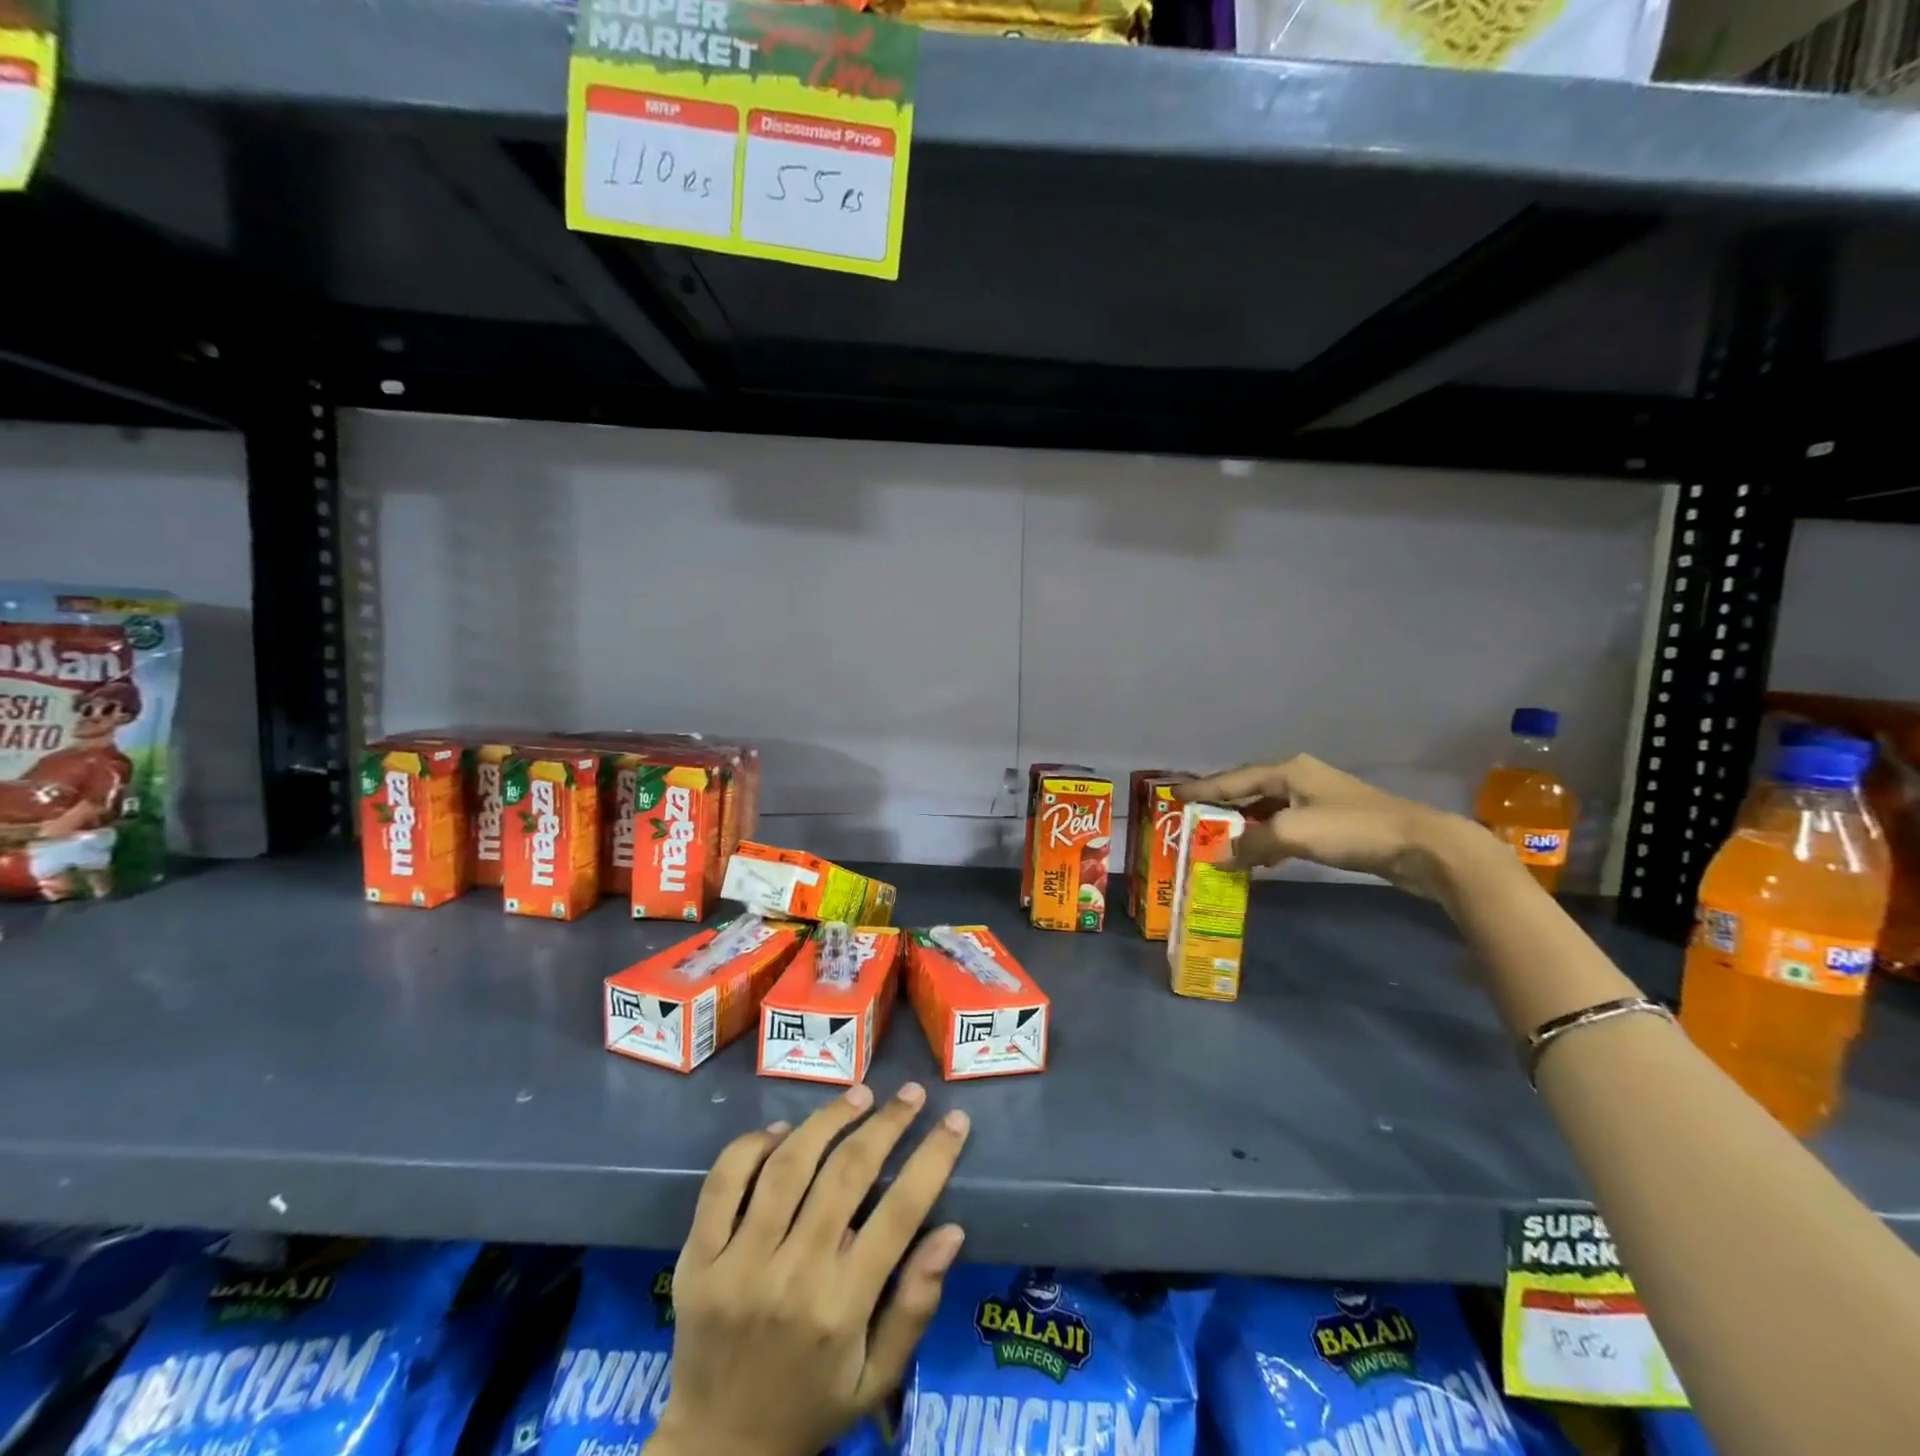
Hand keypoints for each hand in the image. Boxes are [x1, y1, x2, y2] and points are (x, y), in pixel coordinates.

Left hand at [649, 1083, 969, 1455]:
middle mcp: (792, 1276)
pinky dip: (754, 1145)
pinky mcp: (698, 1258)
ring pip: (788, 1165)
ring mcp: (738, 1263)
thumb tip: (952, 1231)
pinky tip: (783, 1130)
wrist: (716, 1452)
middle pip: (846, 1173)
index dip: (932, 1159)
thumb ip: (916, 1306)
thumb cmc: (810, 1407)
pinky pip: (724, 1181)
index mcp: (841, 1307)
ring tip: (859, 1095)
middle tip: (911, 1094)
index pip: (899, 1212)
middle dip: (886, 1123)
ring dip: (828, 1120)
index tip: (954, 1121)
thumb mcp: (877, 1378)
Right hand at [1177, 754, 1499, 898]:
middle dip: (1221, 806)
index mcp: (1288, 770)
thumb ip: (1251, 843)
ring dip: (1244, 825)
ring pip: (1268, 809)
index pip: (1233, 779)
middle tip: (1192, 820)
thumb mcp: (1292, 833)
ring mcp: (1319, 798)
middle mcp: (1300, 777)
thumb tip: (1221, 856)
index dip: (1202, 789)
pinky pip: (1286, 825)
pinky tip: (1260, 855)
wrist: (1422, 846)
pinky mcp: (1334, 821)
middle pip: (1249, 790)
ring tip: (1219, 840)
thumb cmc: (1351, 830)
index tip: (1174, 795)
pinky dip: (1268, 838)